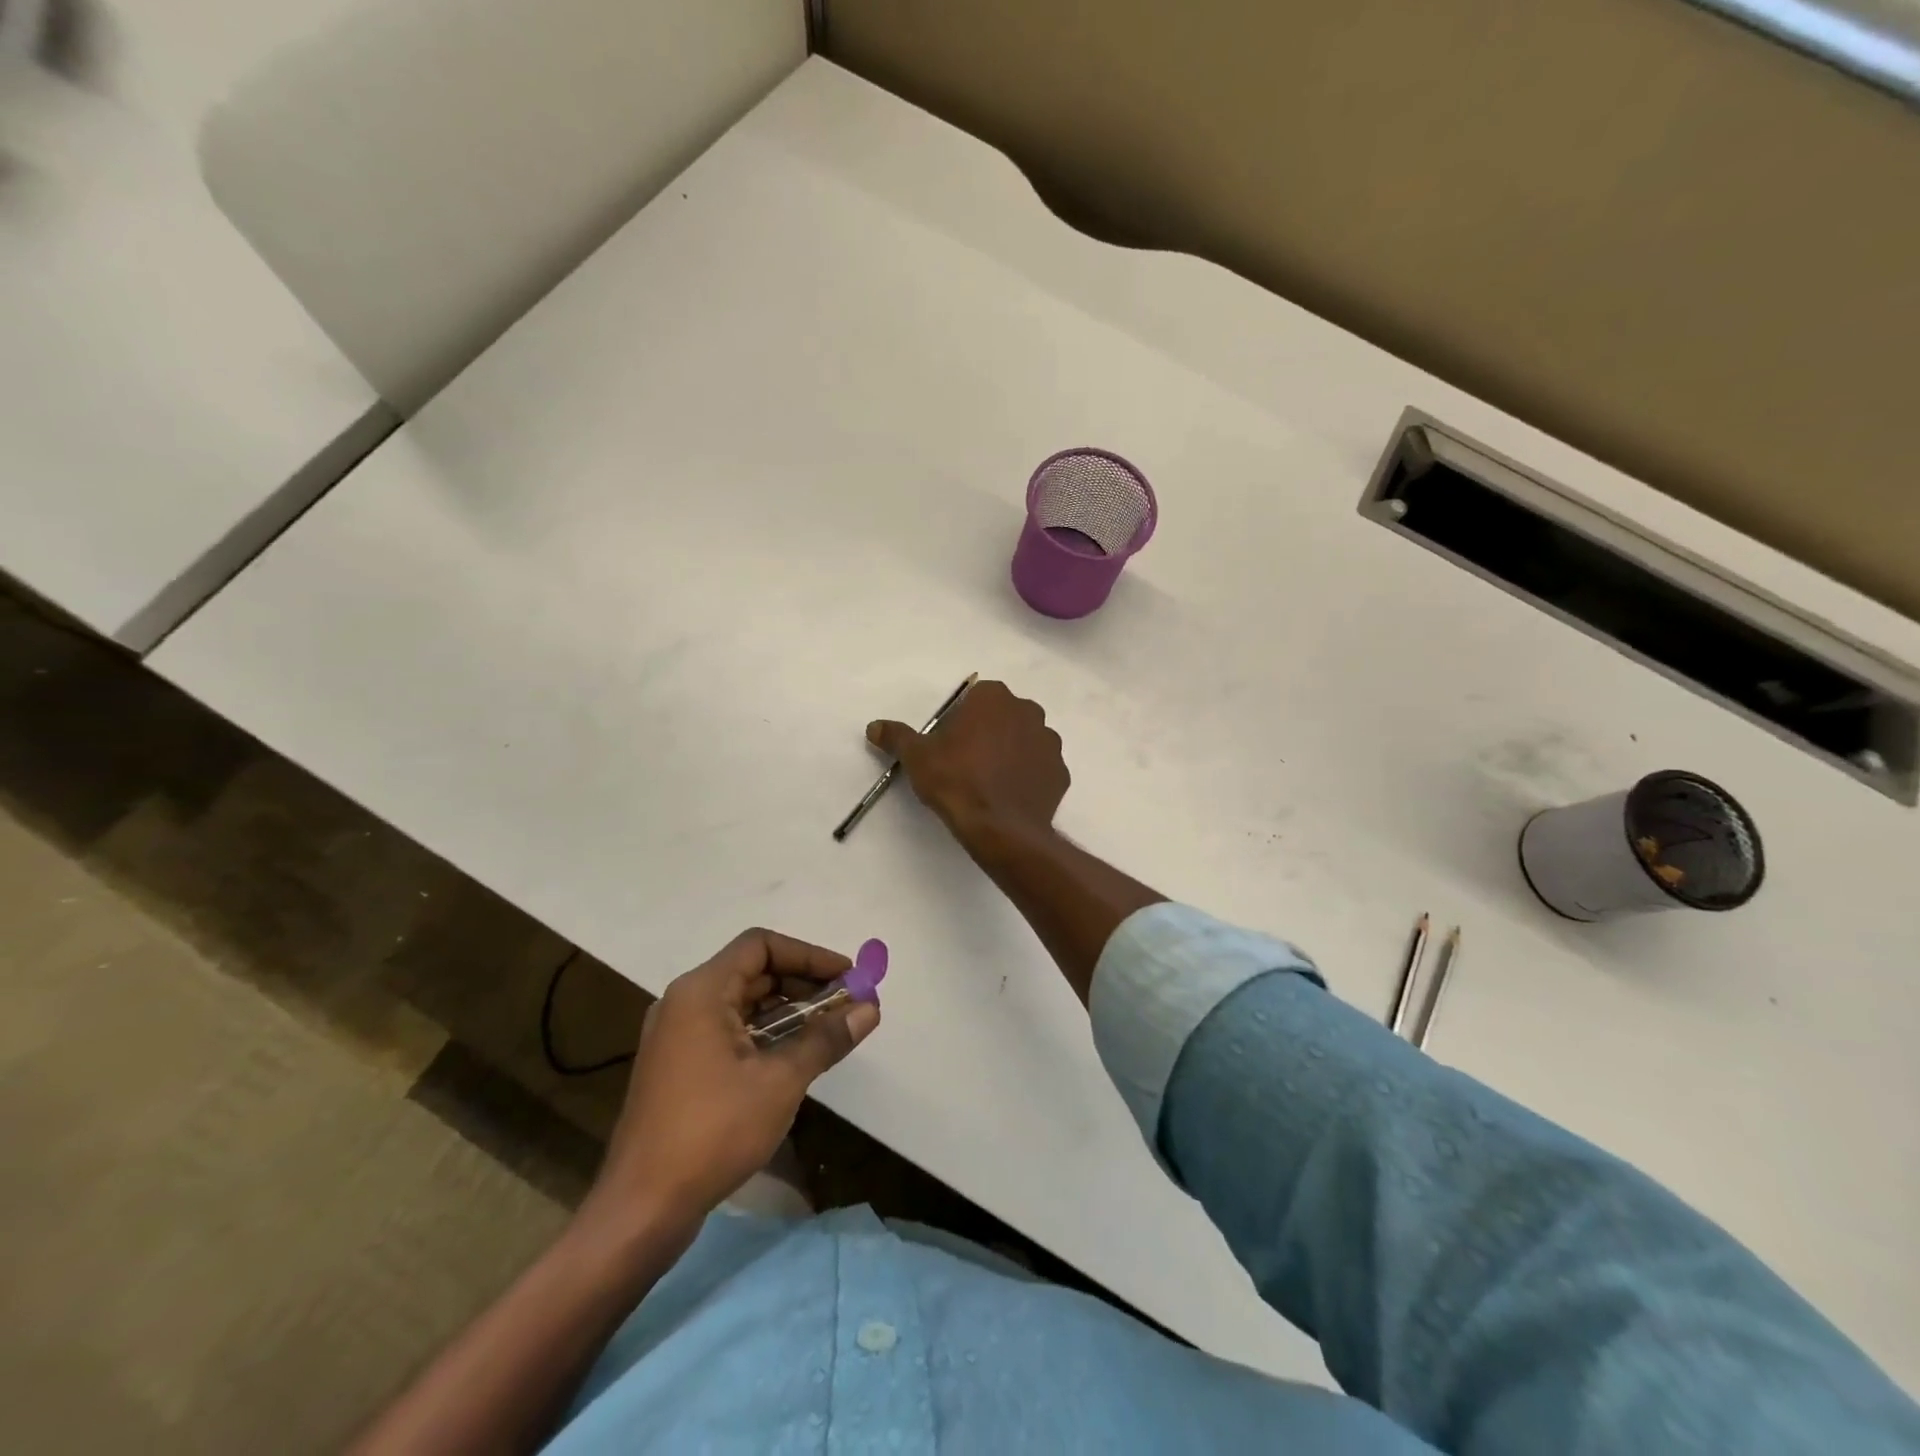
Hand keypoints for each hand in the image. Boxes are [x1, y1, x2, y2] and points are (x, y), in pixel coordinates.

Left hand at [584, 929, 879, 1241]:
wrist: (640, 1210)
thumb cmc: (712, 1132)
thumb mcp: (780, 1082)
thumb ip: (826, 1038)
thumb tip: (870, 1007)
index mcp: (701, 991)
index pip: (761, 945)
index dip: (808, 955)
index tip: (847, 976)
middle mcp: (684, 1002)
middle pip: (752, 971)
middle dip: (803, 983)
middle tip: (846, 1003)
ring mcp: (677, 1036)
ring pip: (742, 1003)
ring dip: (787, 1010)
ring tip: (829, 1029)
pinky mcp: (678, 1066)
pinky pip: (728, 1030)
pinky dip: (764, 1033)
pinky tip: (794, 1056)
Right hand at [869, 680, 1068, 838]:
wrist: (1000, 828)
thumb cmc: (956, 781)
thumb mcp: (917, 757)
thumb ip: (897, 737)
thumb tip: (874, 726)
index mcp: (993, 698)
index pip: (976, 698)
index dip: (961, 720)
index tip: (950, 744)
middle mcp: (1028, 711)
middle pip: (1003, 716)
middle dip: (989, 733)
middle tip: (967, 763)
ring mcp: (1050, 742)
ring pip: (1025, 741)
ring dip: (1011, 753)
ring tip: (990, 783)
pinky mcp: (1061, 772)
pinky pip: (1041, 769)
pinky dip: (1028, 778)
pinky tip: (1010, 797)